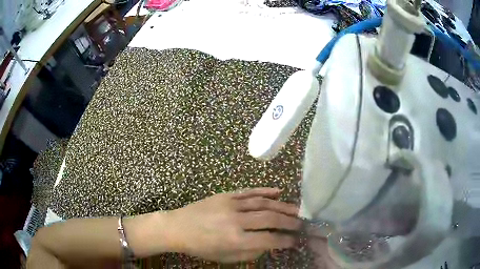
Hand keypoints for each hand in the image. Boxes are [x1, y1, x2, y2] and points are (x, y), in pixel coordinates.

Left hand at [168, 188, 301, 262]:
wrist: (178, 227)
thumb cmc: (201, 247)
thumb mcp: (225, 258)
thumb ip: (250, 252)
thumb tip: (270, 244)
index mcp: (235, 240)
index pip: (269, 239)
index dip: (285, 240)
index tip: (295, 240)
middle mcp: (236, 220)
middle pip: (270, 218)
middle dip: (289, 221)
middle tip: (302, 223)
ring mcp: (231, 204)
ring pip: (263, 203)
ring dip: (282, 206)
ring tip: (297, 209)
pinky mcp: (225, 195)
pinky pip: (249, 191)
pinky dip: (265, 191)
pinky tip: (278, 191)